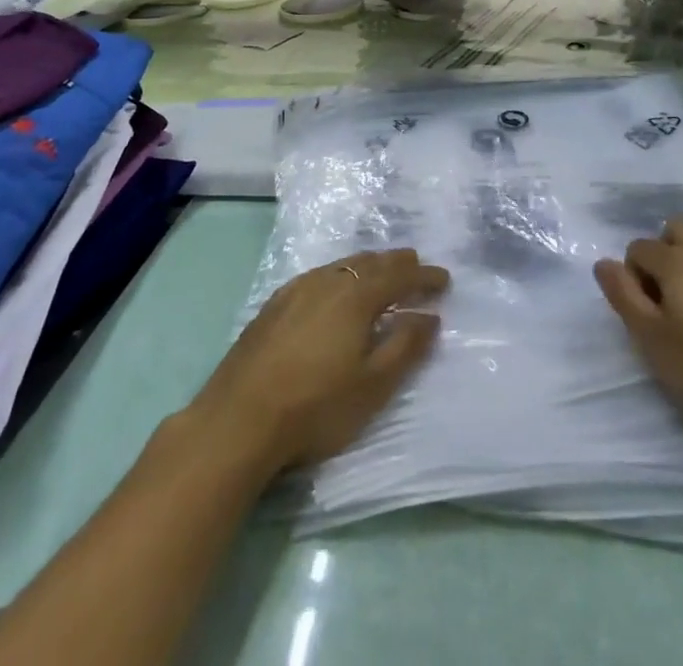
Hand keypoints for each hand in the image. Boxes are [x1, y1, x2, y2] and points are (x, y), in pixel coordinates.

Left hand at [188, 248, 448, 476]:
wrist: (238, 420)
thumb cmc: (315, 407)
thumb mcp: (372, 385)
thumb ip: (405, 346)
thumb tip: (429, 316)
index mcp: (356, 296)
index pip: (399, 275)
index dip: (424, 277)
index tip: (444, 279)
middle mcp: (327, 281)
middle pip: (370, 262)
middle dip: (397, 263)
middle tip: (416, 268)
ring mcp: (296, 289)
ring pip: (342, 265)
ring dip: (367, 266)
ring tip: (380, 274)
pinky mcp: (274, 304)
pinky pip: (319, 276)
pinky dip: (340, 275)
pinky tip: (334, 290)